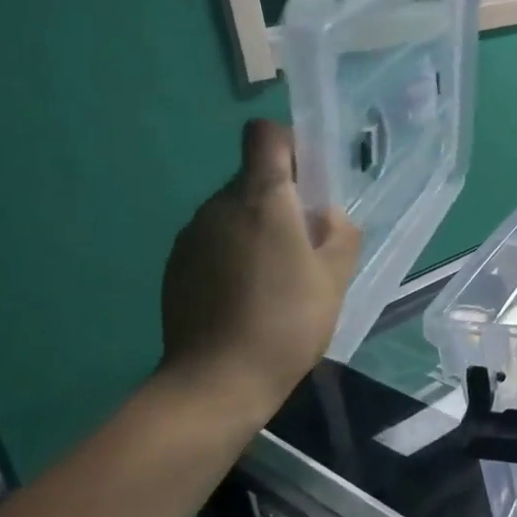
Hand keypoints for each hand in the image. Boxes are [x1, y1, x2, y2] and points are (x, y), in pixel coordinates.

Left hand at [160, 119, 360, 419]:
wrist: (218, 379)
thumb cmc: (288, 322)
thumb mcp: (336, 279)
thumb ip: (341, 235)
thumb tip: (327, 216)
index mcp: (261, 199)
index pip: (265, 136)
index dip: (290, 147)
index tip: (310, 182)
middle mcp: (218, 206)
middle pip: (252, 179)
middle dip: (281, 201)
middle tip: (306, 248)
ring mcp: (191, 236)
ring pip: (233, 214)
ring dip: (257, 231)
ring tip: (277, 281)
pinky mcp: (176, 266)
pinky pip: (213, 243)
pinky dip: (233, 256)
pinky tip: (247, 299)